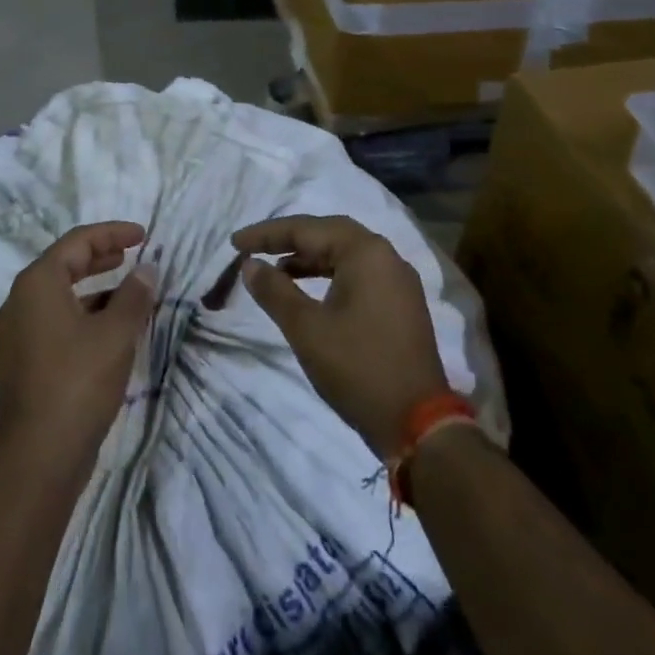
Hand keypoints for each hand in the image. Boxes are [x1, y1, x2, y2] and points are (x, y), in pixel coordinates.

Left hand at [0, 222, 157, 468]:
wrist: (38, 458)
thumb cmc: (78, 382)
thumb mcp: (116, 334)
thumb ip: (134, 296)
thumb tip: (146, 270)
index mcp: (36, 284)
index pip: (77, 242)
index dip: (112, 233)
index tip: (142, 235)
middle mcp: (18, 302)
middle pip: (63, 265)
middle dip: (99, 257)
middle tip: (130, 255)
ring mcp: (14, 334)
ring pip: (58, 296)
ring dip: (92, 289)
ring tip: (127, 294)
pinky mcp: (19, 363)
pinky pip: (52, 322)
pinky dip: (80, 315)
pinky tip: (106, 332)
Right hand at [232, 215, 449, 459]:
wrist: (419, 425)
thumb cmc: (358, 368)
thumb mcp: (306, 329)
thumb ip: (274, 290)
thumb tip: (250, 264)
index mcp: (365, 251)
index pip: (307, 229)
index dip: (267, 234)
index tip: (235, 242)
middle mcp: (386, 256)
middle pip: (328, 234)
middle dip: (288, 239)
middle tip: (254, 248)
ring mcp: (398, 280)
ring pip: (344, 254)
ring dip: (308, 258)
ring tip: (275, 271)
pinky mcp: (401, 304)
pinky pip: (358, 273)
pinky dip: (329, 275)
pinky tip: (308, 290)